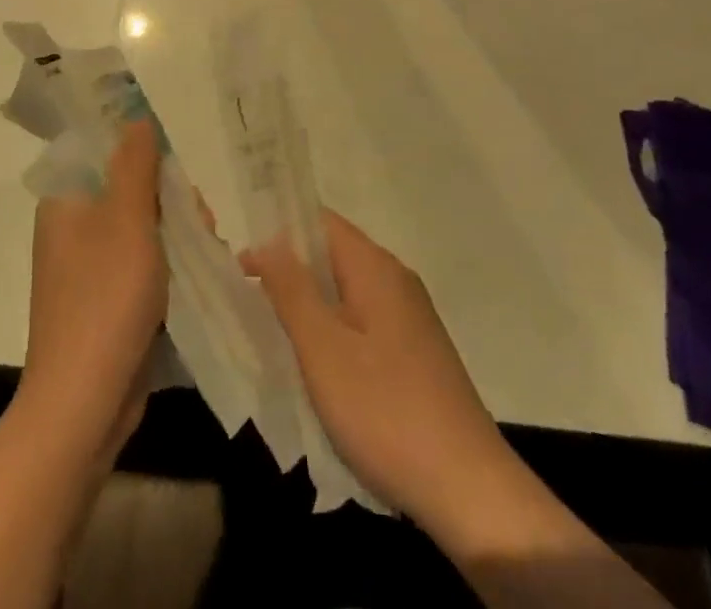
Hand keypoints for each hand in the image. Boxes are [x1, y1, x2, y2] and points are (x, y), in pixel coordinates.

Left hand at [21, 119, 168, 449]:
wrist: (83, 405)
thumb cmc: (105, 300)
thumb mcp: (127, 221)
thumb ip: (135, 164)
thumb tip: (137, 117)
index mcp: (66, 202)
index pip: (107, 154)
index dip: (146, 156)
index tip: (177, 176)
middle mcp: (72, 229)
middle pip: (130, 191)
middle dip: (171, 201)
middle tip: (200, 223)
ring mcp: (88, 268)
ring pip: (142, 230)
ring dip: (177, 235)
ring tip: (207, 253)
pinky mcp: (106, 301)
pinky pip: (142, 265)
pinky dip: (168, 266)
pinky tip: (197, 277)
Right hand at [242, 212, 527, 542]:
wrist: (469, 489)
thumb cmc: (385, 410)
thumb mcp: (323, 349)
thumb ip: (292, 289)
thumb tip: (267, 241)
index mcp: (375, 267)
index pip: (321, 222)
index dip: (278, 233)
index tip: (241, 263)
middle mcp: (396, 280)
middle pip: (333, 255)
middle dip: (291, 271)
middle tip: (249, 300)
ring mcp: (410, 318)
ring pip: (347, 293)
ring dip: (310, 306)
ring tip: (273, 334)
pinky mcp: (416, 353)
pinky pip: (363, 323)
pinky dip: (333, 332)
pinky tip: (317, 369)